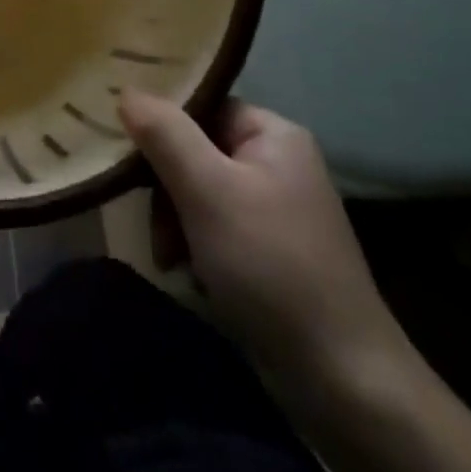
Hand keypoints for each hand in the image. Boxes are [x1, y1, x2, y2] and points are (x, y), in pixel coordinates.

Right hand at [118, 93, 408, 390]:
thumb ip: (165, 134)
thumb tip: (126, 89)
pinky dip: (196, 247)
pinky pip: (216, 226)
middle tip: (158, 231)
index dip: (162, 128)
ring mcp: (277, 208)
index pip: (201, 107)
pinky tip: (192, 276)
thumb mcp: (208, 191)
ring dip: (176, 223)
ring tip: (171, 260)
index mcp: (273, 133)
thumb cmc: (271, 266)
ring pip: (200, 192)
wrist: (344, 382)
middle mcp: (278, 161)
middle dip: (167, 190)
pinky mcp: (272, 251)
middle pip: (196, 150)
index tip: (129, 159)